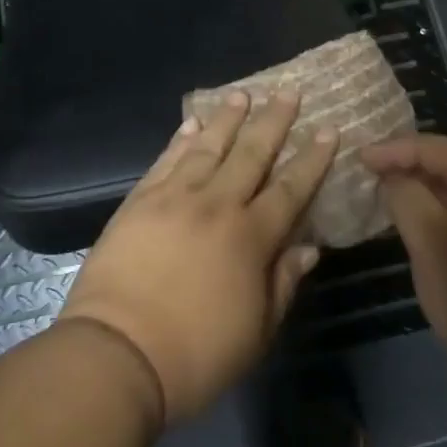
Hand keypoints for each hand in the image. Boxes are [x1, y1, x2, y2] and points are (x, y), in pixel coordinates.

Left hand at [60, 92, 338, 425]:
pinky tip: (191, 124)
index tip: (328, 129)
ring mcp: (174, 198)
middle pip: (252, 154)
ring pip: (208, 147)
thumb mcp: (256, 332)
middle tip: (288, 91)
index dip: (312, 158)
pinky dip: (181, 140)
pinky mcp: (140, 202)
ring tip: (242, 95)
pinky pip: (166, 161)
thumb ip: (283, 283)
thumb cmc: (196, 355)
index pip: (291, 188)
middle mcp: (217, 205)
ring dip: (227, 119)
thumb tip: (308, 248)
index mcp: (251, 237)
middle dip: (274, 121)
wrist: (117, 354)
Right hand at [363, 135, 446, 400]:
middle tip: (377, 180)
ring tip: (402, 205)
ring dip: (434, 192)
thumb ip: (406, 198)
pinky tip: (441, 233)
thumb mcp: (431, 243)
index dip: (391, 150)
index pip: (430, 146)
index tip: (359, 160)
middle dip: (412, 168)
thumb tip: (395, 177)